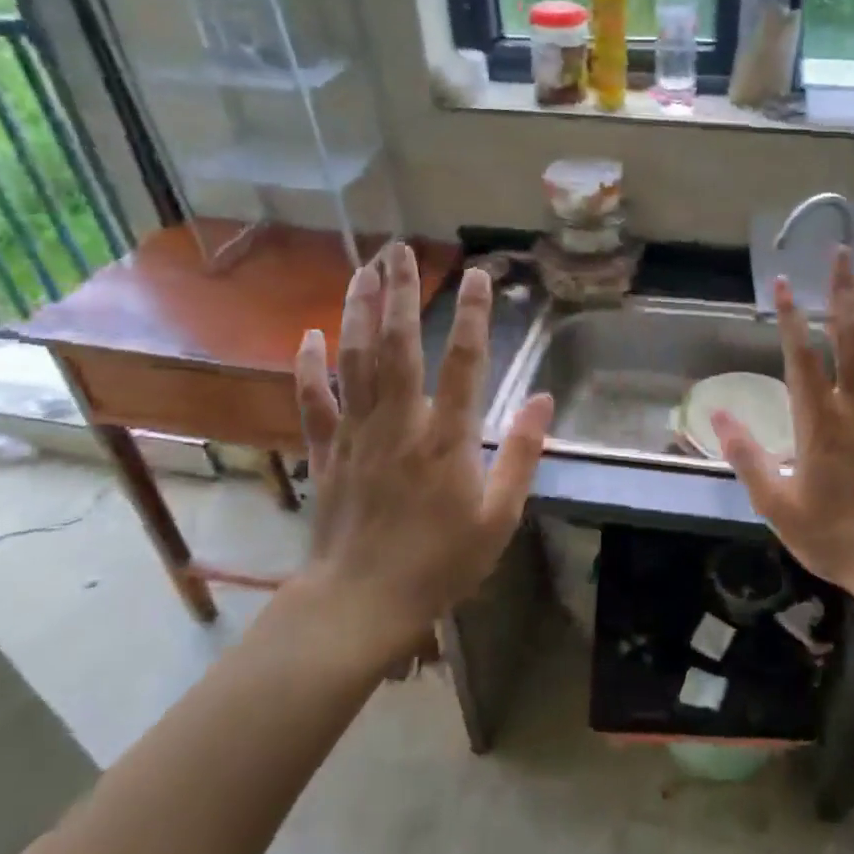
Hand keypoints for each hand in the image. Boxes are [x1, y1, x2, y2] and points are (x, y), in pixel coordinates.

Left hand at [292, 244, 553, 660]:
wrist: (361, 605)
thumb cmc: (441, 562)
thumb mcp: (500, 516)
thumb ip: (523, 454)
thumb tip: (544, 398)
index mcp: (447, 438)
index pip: (463, 362)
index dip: (472, 315)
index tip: (476, 274)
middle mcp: (399, 423)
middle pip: (399, 345)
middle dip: (400, 292)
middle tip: (399, 249)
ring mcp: (356, 434)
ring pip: (355, 361)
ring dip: (359, 311)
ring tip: (364, 270)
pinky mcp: (325, 451)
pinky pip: (312, 401)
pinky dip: (309, 367)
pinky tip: (309, 334)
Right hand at [712, 249, 853, 598]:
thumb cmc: (836, 538)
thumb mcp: (776, 505)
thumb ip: (746, 456)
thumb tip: (716, 413)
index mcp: (819, 422)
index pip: (801, 356)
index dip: (790, 315)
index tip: (781, 281)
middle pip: (852, 337)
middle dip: (844, 292)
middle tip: (842, 253)